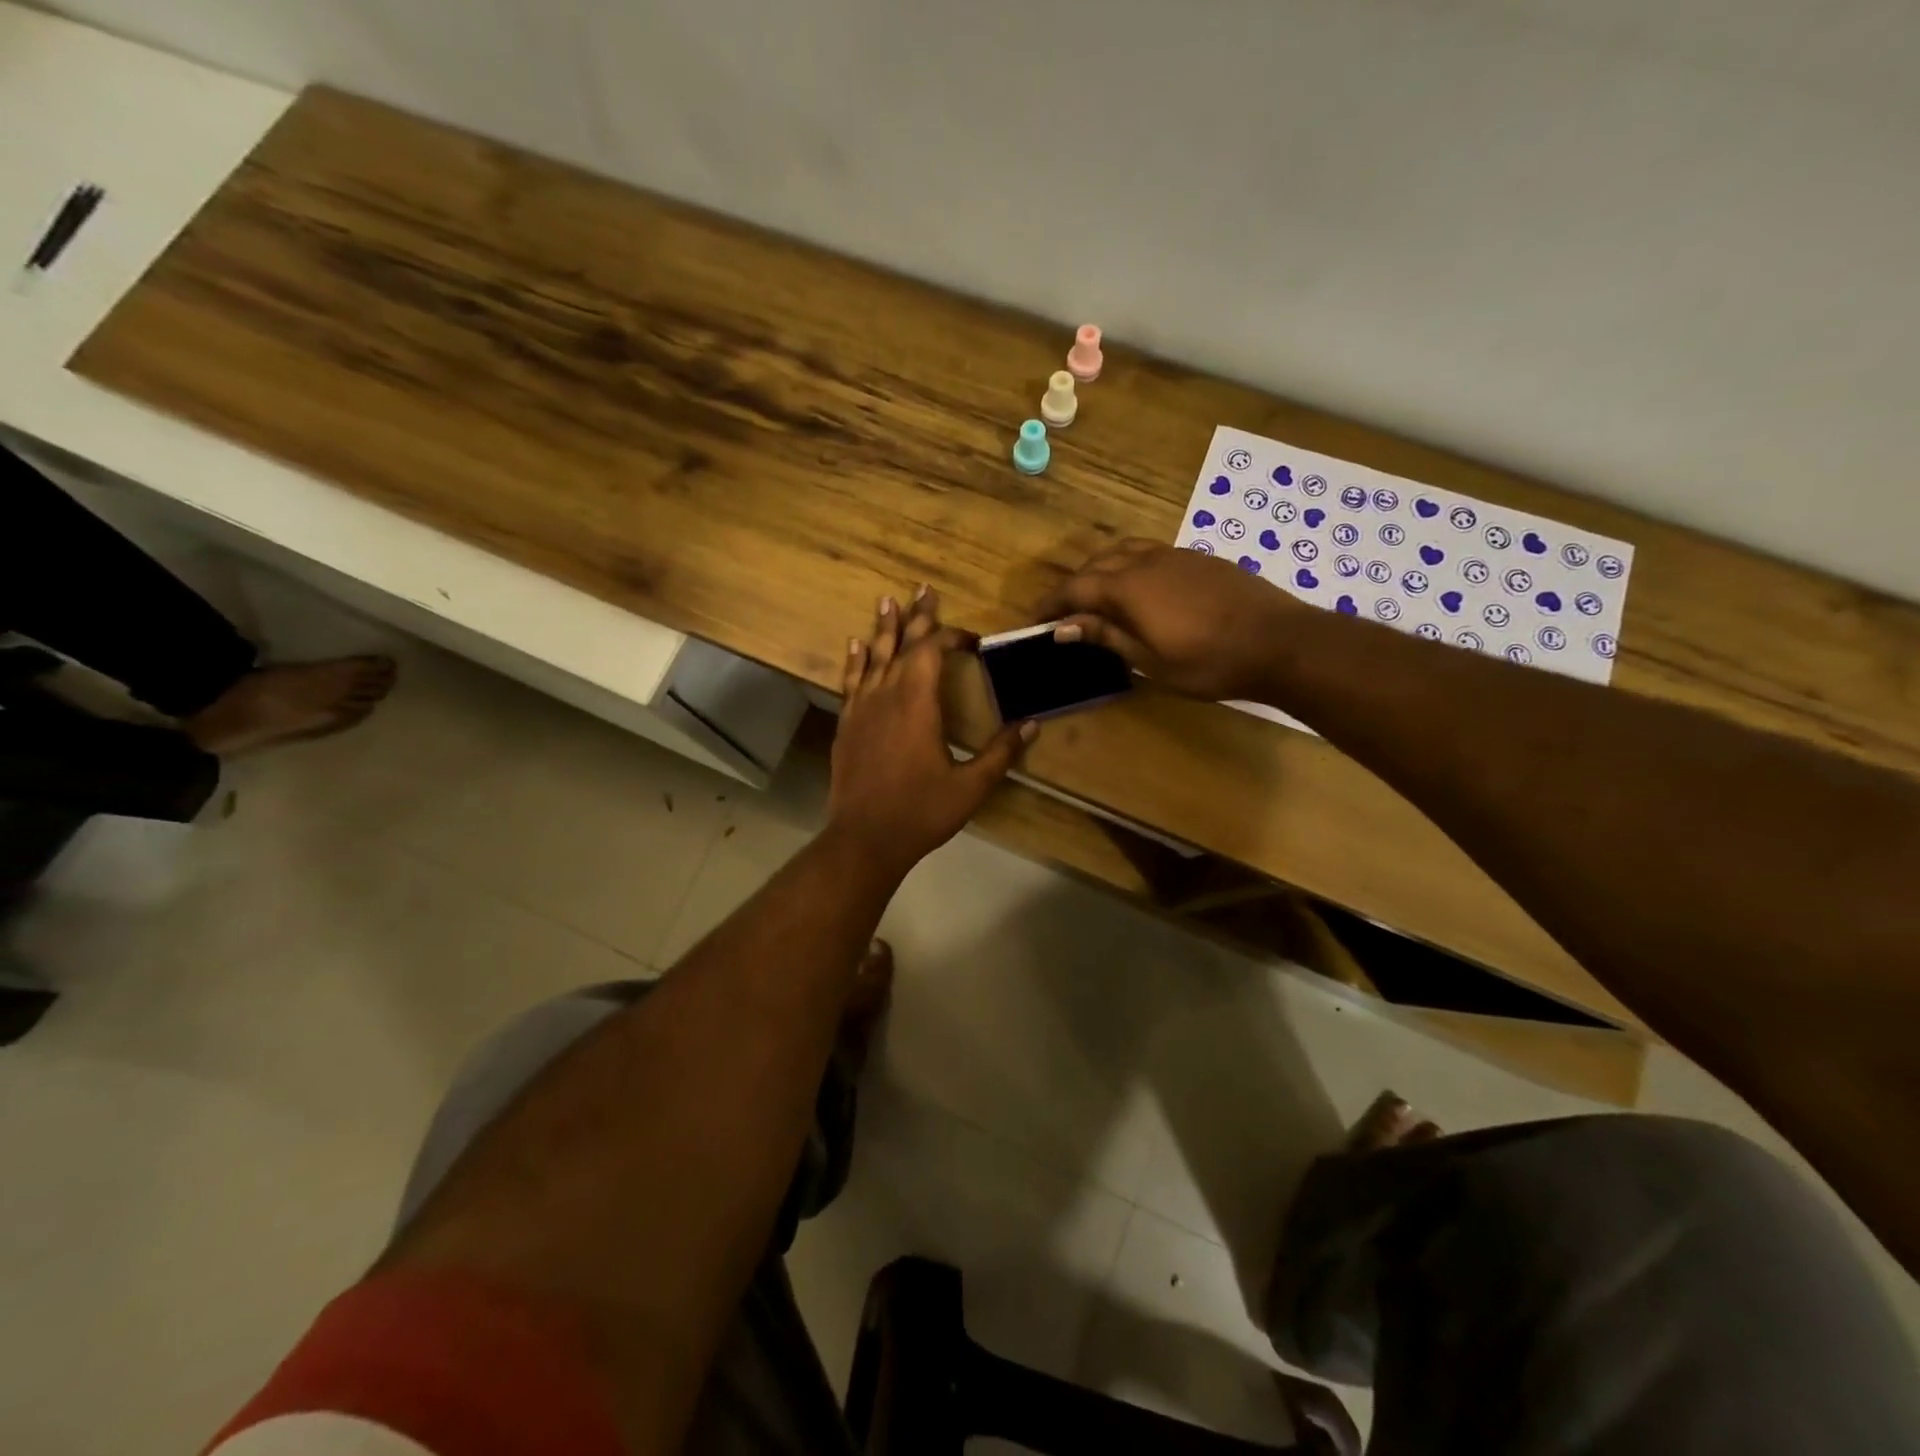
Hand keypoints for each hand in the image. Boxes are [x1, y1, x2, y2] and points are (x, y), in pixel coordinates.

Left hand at [827, 588, 1035, 877]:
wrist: (864, 839)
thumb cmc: (921, 812)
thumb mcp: (970, 786)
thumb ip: (1001, 752)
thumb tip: (1032, 724)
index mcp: (918, 704)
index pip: (932, 652)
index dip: (951, 637)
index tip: (972, 639)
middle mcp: (886, 695)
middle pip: (902, 645)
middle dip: (917, 617)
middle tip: (923, 589)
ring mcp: (862, 709)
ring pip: (873, 657)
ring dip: (882, 628)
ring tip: (887, 600)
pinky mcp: (847, 725)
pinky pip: (850, 681)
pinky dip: (855, 660)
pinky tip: (855, 645)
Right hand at [1040, 540, 1303, 700]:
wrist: (1281, 642)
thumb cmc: (1210, 662)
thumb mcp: (1151, 661)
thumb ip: (1107, 637)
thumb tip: (1063, 627)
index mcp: (1129, 588)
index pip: (1076, 589)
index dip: (1052, 605)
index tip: (1035, 622)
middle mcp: (1147, 561)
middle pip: (1097, 564)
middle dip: (1074, 587)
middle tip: (1065, 615)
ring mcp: (1176, 555)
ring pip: (1124, 552)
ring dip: (1101, 571)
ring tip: (1097, 599)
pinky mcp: (1199, 558)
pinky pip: (1149, 553)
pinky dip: (1129, 567)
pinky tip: (1140, 592)